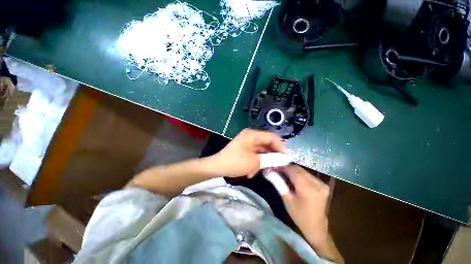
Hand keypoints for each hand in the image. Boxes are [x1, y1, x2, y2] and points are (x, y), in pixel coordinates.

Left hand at [212, 129, 284, 177]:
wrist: (217, 167)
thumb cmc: (236, 162)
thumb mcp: (255, 162)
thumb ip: (271, 159)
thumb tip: (284, 158)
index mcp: (253, 135)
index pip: (272, 137)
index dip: (280, 147)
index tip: (285, 159)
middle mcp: (250, 136)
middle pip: (267, 144)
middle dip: (271, 157)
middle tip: (276, 167)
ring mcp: (246, 142)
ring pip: (261, 151)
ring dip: (262, 162)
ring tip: (261, 172)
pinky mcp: (244, 149)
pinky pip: (254, 154)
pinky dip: (255, 162)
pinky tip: (251, 172)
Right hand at [280, 165, 329, 248]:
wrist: (316, 227)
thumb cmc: (299, 215)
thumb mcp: (286, 199)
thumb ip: (278, 183)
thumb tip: (268, 172)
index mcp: (308, 190)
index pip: (293, 171)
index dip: (282, 167)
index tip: (273, 168)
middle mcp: (317, 184)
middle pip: (298, 169)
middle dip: (286, 168)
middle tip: (277, 171)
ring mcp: (322, 184)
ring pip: (302, 170)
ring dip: (292, 171)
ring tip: (283, 175)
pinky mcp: (323, 184)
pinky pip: (307, 174)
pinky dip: (298, 174)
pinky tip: (293, 179)